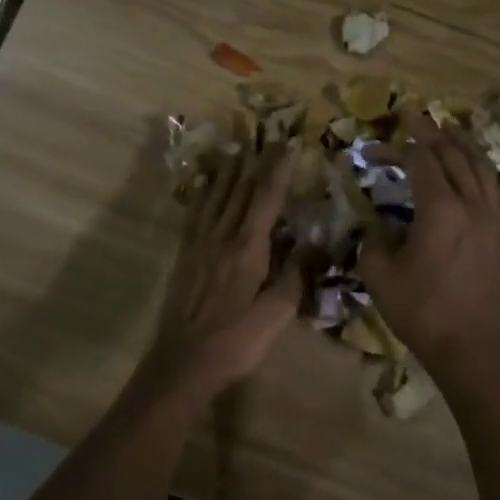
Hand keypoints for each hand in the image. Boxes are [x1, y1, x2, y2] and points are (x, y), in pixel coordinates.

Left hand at [147, 144, 302, 394]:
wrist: (183, 363)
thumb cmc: (235, 342)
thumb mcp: (276, 315)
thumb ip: (296, 275)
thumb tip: (316, 243)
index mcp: (247, 249)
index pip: (266, 200)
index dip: (279, 170)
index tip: (290, 144)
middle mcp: (221, 237)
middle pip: (240, 191)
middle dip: (256, 162)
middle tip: (267, 137)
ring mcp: (199, 245)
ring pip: (215, 197)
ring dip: (228, 171)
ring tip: (237, 148)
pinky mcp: (184, 256)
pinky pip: (194, 214)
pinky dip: (202, 194)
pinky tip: (204, 185)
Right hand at [361, 113, 499, 370]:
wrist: (468, 348)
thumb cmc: (419, 310)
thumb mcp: (378, 274)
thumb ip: (372, 240)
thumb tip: (376, 228)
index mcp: (439, 209)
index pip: (418, 161)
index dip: (394, 149)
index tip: (370, 151)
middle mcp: (473, 206)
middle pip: (455, 157)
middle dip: (431, 134)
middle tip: (414, 120)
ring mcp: (498, 224)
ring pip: (486, 173)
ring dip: (467, 149)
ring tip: (453, 135)